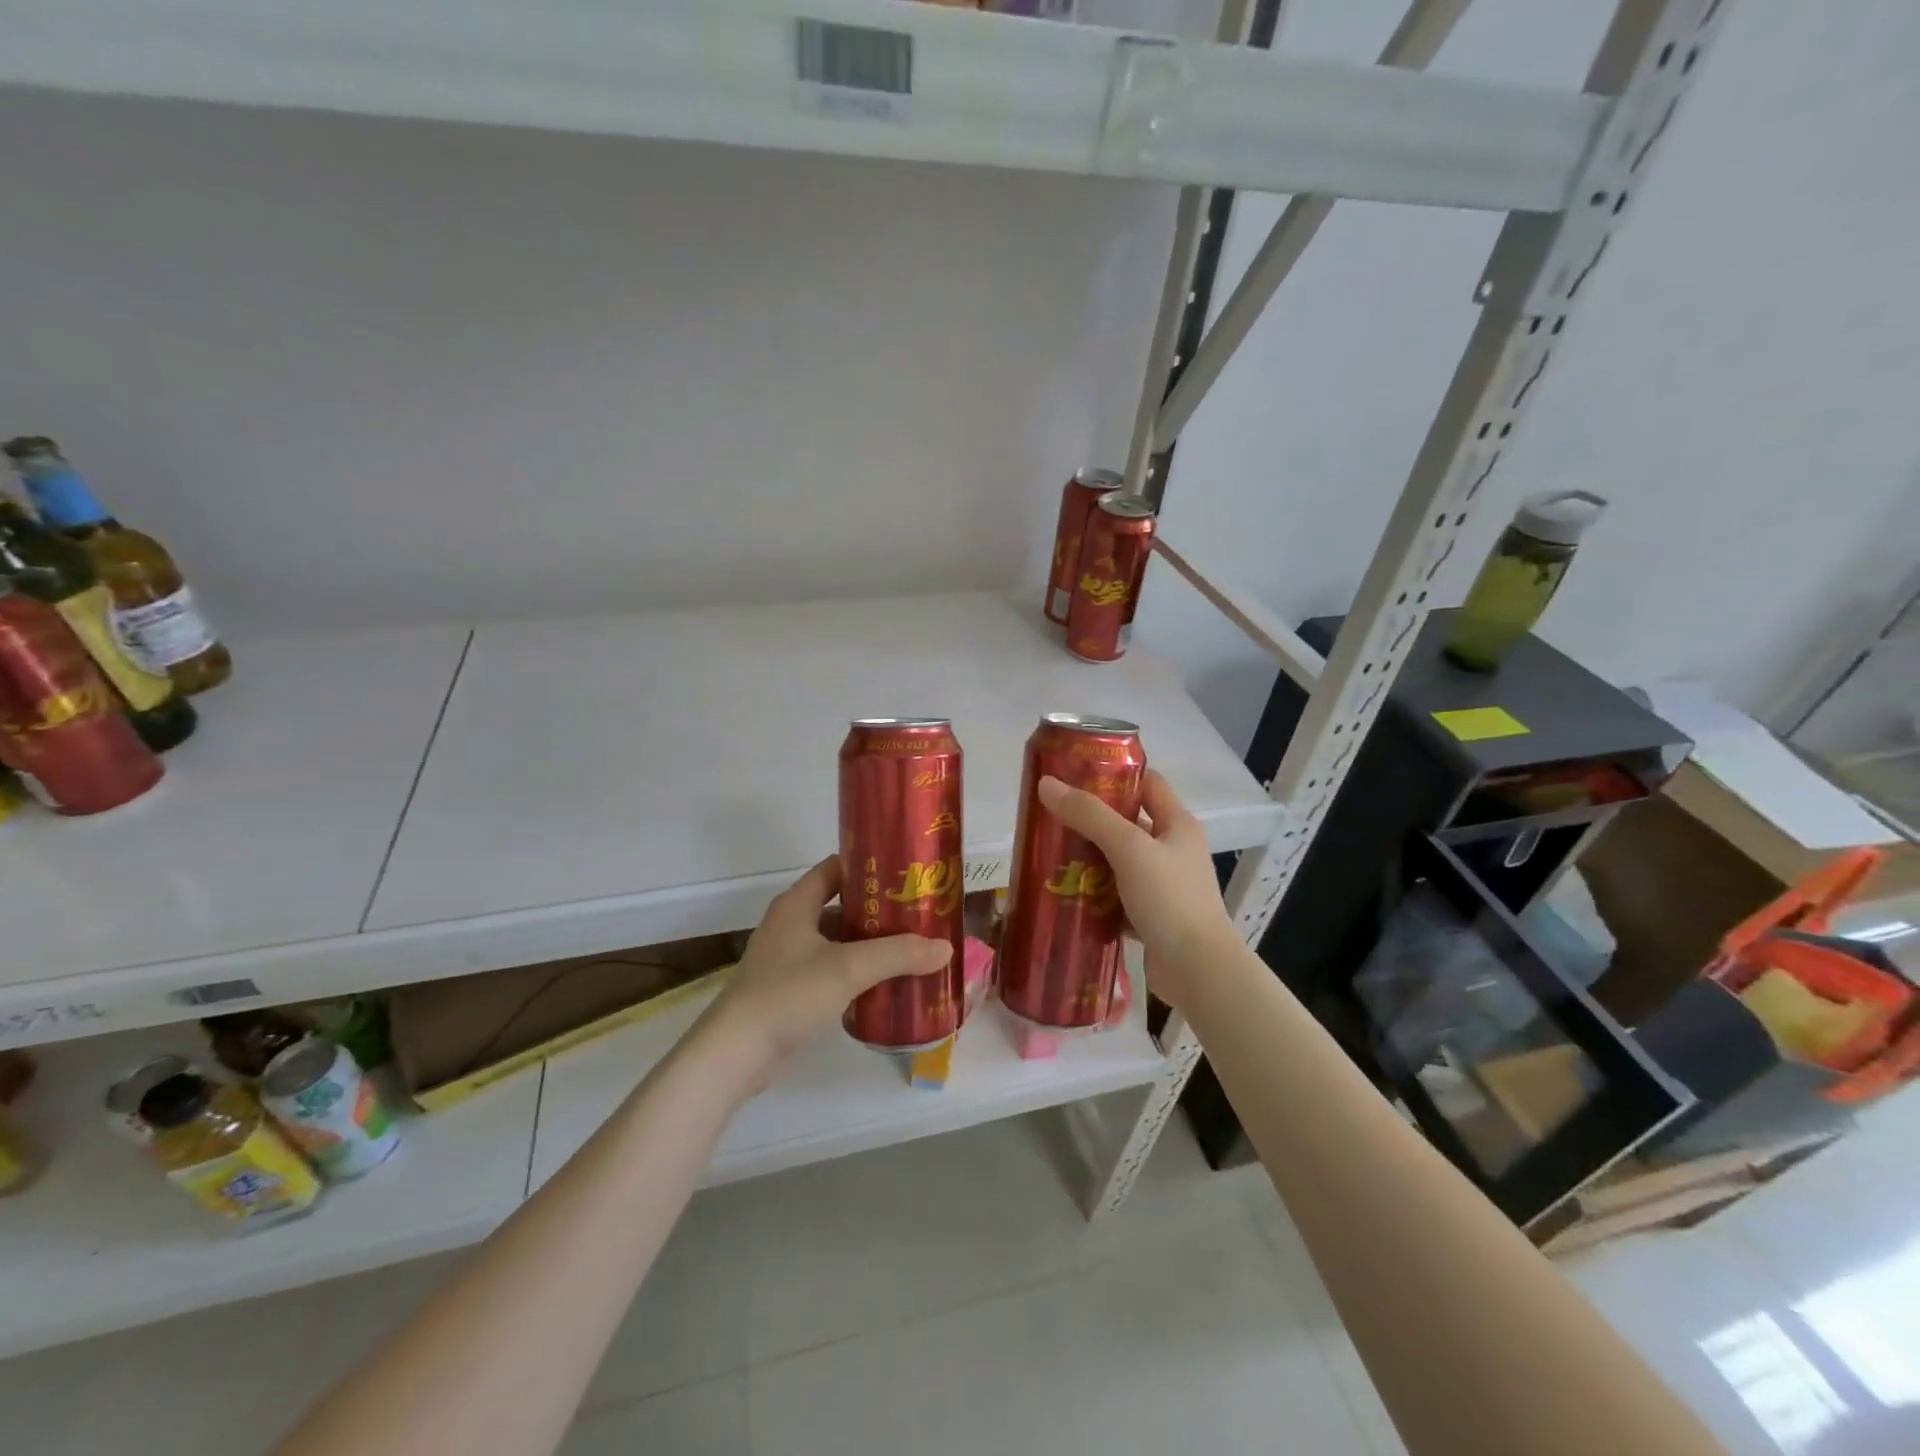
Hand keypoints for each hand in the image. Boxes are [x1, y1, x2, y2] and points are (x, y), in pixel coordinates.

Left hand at [702, 856, 952, 1085]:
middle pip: (839, 906)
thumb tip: (944, 947)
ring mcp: (786, 959)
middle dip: (877, 910)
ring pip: (836, 941)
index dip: (868, 865)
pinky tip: (883, 984)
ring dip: (868, 944)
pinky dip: (855, 972)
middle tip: (917, 913)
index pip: (835, 868)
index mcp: (796, 904)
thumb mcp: (848, 968)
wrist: (736, 1053)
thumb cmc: (789, 994)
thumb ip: (898, 954)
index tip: (904, 871)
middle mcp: (790, 924)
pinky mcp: (788, 991)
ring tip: (909, 948)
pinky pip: (829, 970)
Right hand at [1036, 769, 1237, 1010]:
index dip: (1114, 775)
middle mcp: (1173, 850)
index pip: (1147, 783)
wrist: (1199, 971)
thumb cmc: (1169, 899)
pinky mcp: (1152, 916)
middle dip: (1091, 819)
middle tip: (1052, 816)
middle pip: (1128, 823)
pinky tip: (1066, 893)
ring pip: (1120, 861)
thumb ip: (1089, 815)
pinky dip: (1095, 893)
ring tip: (1050, 854)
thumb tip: (1046, 783)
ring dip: (1089, 858)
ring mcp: (1164, 885)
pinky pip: (1118, 895)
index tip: (1074, 775)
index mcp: (1178, 824)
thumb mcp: (1128, 848)